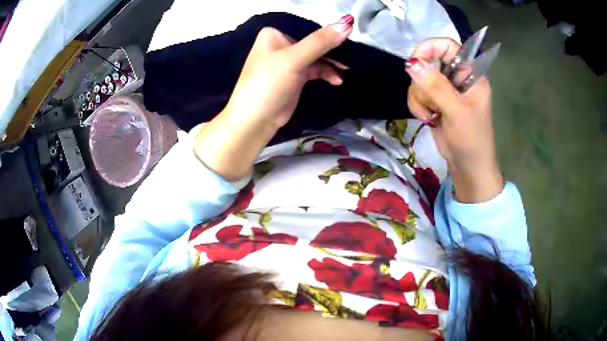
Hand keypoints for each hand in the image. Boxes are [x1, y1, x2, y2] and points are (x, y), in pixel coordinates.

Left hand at [195, 16, 353, 181]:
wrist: (255, 121)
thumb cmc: (268, 84)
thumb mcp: (294, 59)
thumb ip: (320, 41)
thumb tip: (348, 22)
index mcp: (274, 34)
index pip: (307, 27)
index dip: (328, 32)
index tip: (350, 37)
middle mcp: (280, 44)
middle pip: (313, 42)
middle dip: (332, 50)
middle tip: (352, 57)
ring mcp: (288, 61)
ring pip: (316, 56)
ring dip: (331, 63)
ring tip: (347, 70)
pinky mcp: (294, 76)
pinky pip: (315, 69)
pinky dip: (326, 73)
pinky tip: (337, 79)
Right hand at [405, 38, 503, 202]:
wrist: (468, 169)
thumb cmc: (472, 140)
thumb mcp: (457, 112)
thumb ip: (436, 86)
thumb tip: (411, 64)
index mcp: (470, 74)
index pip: (448, 46)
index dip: (430, 48)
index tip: (415, 62)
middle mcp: (457, 78)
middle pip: (428, 62)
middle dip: (423, 84)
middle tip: (431, 103)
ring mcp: (445, 90)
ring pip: (419, 80)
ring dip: (419, 99)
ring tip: (431, 116)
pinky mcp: (436, 102)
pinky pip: (417, 94)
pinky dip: (417, 106)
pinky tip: (427, 119)